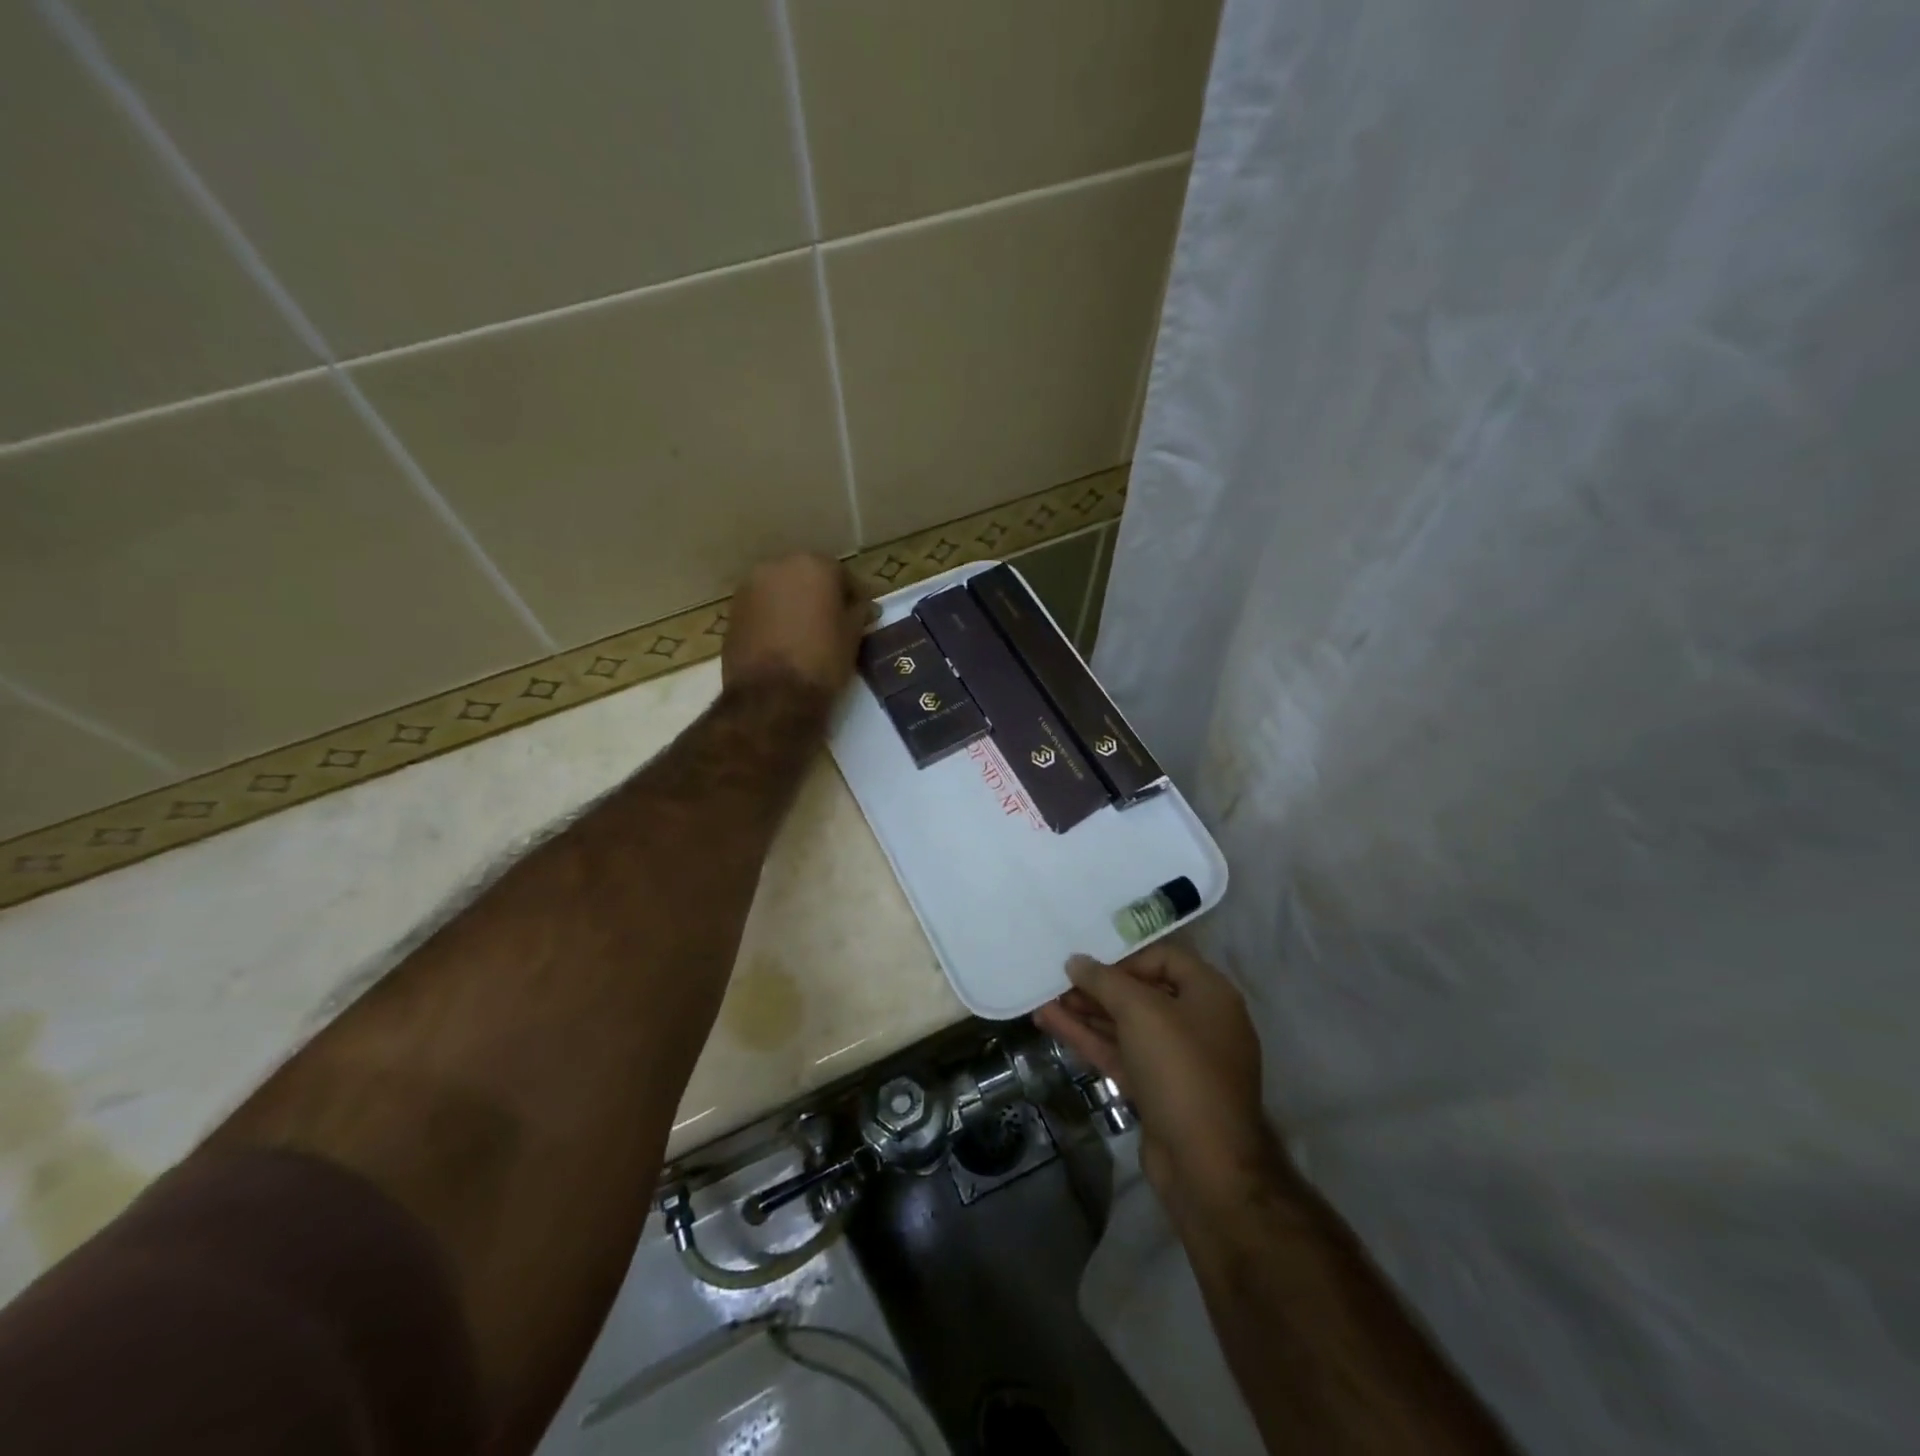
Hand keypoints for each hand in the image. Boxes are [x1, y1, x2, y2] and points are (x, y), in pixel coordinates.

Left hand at [723, 554, 871, 699]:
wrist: (771, 696)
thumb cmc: (822, 660)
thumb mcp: (853, 636)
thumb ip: (859, 612)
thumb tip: (862, 606)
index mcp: (813, 565)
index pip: (841, 574)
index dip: (853, 595)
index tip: (862, 615)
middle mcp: (777, 566)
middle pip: (806, 577)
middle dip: (820, 595)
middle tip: (833, 622)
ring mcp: (749, 588)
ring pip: (781, 591)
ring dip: (794, 605)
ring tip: (807, 633)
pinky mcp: (732, 613)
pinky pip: (762, 609)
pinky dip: (774, 619)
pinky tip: (784, 642)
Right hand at [1034, 943, 1286, 1223]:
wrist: (1205, 1166)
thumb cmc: (1180, 1069)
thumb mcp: (1141, 1012)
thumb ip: (1105, 980)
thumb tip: (1076, 961)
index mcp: (1210, 995)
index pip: (1165, 958)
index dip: (1125, 957)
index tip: (1089, 963)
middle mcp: (1197, 1022)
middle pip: (1142, 992)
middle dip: (1098, 987)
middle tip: (1058, 980)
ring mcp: (1176, 1060)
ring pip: (1126, 1026)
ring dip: (1086, 1012)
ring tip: (1044, 999)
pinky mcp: (1156, 1089)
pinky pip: (1120, 1052)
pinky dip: (1088, 1038)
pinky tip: (1051, 1023)